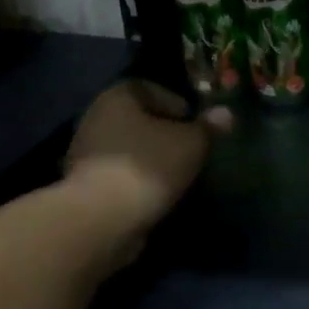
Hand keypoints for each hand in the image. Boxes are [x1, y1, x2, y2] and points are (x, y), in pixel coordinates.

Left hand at [64, 81, 230, 238]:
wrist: (101, 220)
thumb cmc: (150, 166)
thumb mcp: (192, 143)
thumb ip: (208, 127)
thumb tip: (226, 113)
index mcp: (117, 97)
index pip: (149, 88)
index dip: (175, 102)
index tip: (194, 123)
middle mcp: (95, 118)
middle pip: (137, 119)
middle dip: (163, 132)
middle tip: (189, 148)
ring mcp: (85, 154)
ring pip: (127, 148)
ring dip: (150, 159)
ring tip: (177, 174)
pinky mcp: (83, 186)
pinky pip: (118, 175)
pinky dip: (136, 181)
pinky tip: (156, 194)